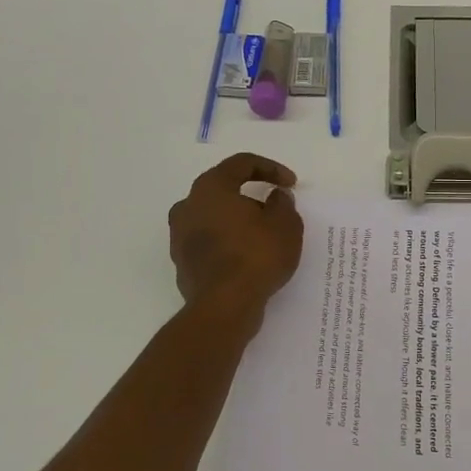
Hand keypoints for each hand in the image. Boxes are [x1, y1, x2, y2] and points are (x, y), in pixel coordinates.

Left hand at [169, 154, 304, 322]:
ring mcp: (180, 236)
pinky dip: (228, 243)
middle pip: (223, 190)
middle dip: (251, 197)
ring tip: (262, 237)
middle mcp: (188, 206)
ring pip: (214, 218)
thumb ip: (282, 204)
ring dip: (237, 221)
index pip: (242, 164)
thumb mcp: (285, 225)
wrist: (224, 306)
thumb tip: (275, 197)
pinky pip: (209, 242)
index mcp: (211, 187)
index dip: (271, 168)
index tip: (290, 184)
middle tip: (274, 211)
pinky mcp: (182, 262)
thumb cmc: (256, 256)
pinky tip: (247, 258)